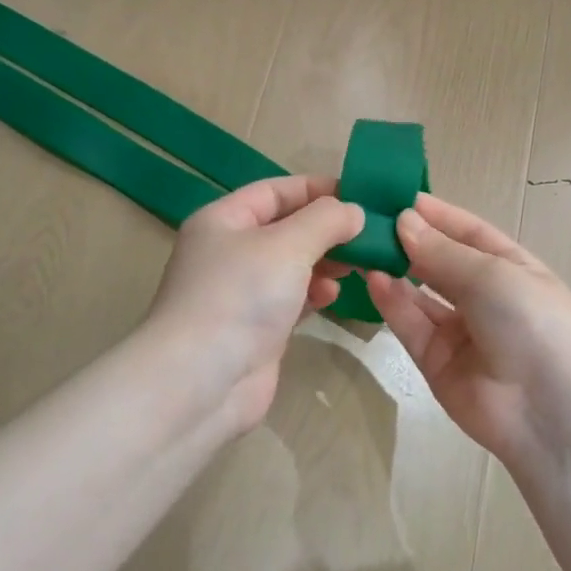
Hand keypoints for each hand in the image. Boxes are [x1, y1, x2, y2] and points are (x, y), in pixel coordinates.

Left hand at [146, 175, 364, 434]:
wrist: (201, 382)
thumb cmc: (240, 296)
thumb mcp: (287, 245)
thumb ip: (325, 220)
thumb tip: (353, 211)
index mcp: (223, 220)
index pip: (274, 191)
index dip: (316, 189)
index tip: (360, 195)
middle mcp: (228, 252)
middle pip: (285, 228)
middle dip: (326, 229)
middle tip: (369, 235)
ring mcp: (241, 293)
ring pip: (291, 266)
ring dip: (325, 262)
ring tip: (357, 265)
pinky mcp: (255, 329)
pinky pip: (292, 300)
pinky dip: (314, 294)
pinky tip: (333, 297)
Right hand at [364, 195, 570, 466]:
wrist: (549, 411)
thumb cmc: (531, 322)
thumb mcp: (492, 275)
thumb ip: (442, 252)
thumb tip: (403, 221)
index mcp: (512, 269)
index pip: (468, 233)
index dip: (436, 215)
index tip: (397, 197)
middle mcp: (485, 297)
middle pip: (440, 262)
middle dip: (409, 241)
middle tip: (368, 220)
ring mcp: (460, 331)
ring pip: (420, 294)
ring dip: (395, 270)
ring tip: (363, 246)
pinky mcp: (436, 361)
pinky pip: (410, 325)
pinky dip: (391, 302)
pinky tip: (372, 278)